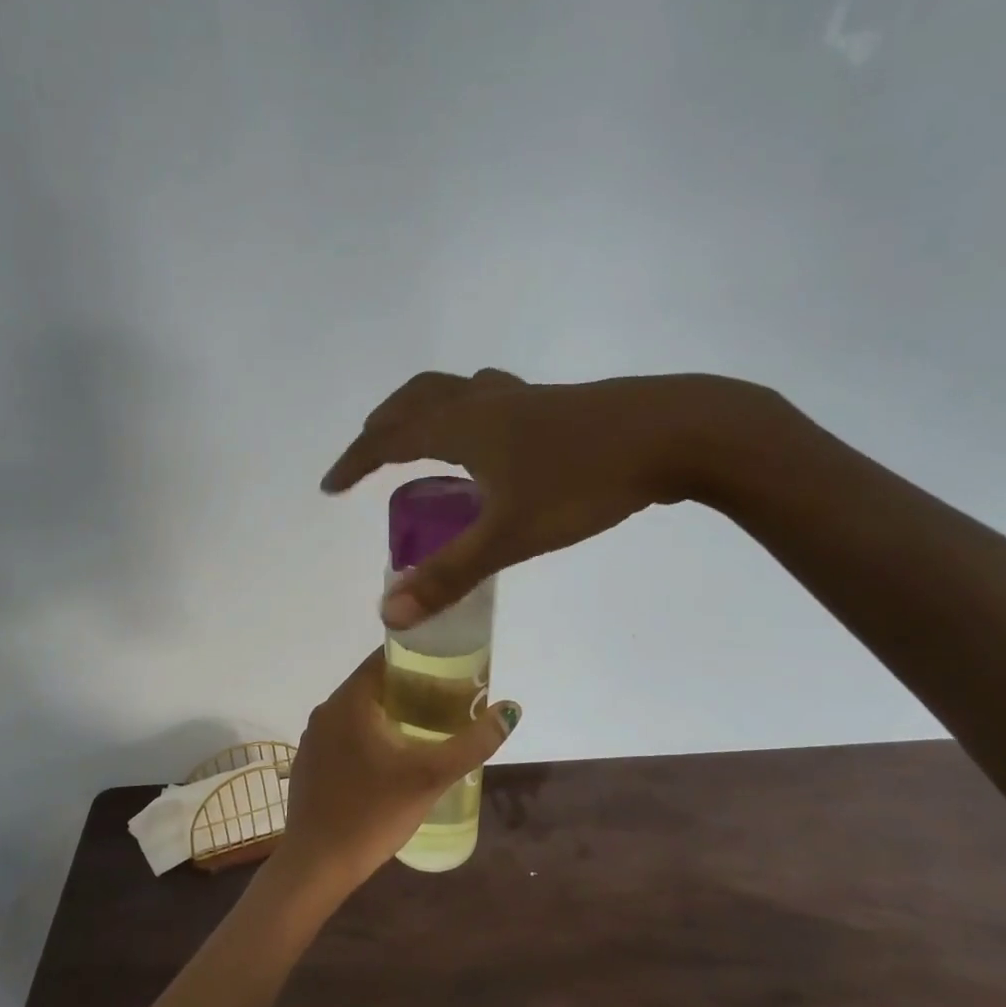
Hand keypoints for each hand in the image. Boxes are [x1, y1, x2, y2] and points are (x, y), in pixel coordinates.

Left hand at [271, 649, 520, 897]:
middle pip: (374, 683)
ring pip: (359, 710)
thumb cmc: (373, 814)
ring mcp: (314, 737)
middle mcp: (326, 710)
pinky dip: (371, 734)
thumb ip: (473, 743)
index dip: (419, 657)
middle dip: (411, 688)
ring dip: (392, 712)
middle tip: (449, 702)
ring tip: (428, 729)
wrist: (316, 865)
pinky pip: (345, 734)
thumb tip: (509, 710)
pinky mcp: (310, 762)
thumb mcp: (431, 777)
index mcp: (349, 701)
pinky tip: (393, 759)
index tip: (451, 669)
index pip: (385, 658)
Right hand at [321, 369, 777, 627]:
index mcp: (463, 426)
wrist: (675, 432)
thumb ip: (450, 576)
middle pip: (417, 399)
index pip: (389, 439)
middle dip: (384, 426)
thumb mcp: (511, 536)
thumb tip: (390, 613)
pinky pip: (490, 401)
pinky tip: (490, 444)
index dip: (355, 461)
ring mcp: (523, 398)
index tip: (330, 486)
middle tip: (368, 455)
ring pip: (455, 392)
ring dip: (424, 412)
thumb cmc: (584, 482)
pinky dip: (466, 416)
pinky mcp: (555, 405)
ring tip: (419, 443)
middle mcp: (485, 402)